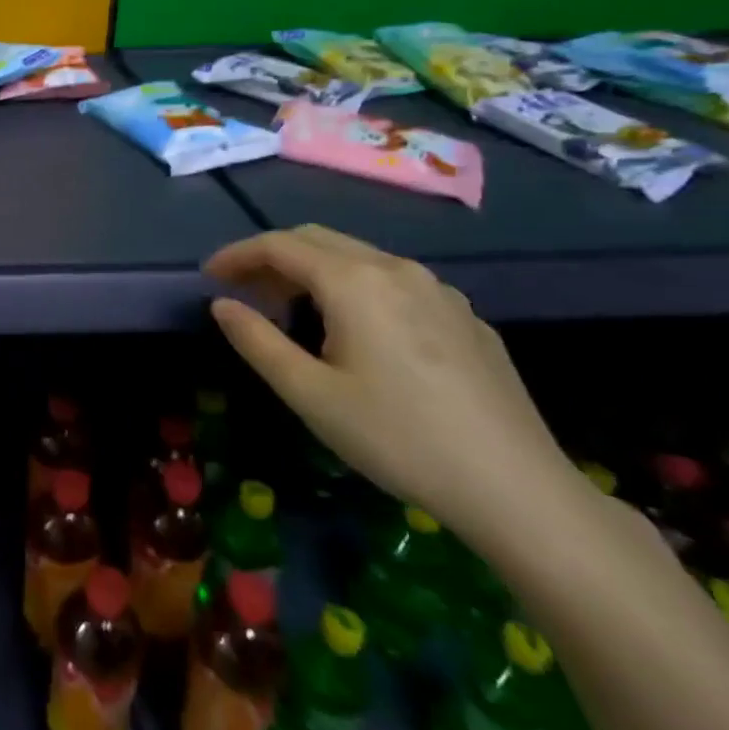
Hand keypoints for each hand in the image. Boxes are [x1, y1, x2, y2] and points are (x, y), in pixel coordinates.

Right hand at [205, 225, 574, 547]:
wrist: (518, 489)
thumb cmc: (398, 438)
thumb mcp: (309, 394)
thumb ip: (256, 340)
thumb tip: (222, 305)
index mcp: (353, 281)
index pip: (278, 245)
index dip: (237, 255)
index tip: (210, 276)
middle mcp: (396, 269)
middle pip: (317, 240)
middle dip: (272, 258)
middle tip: (245, 293)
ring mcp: (438, 290)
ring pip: (358, 257)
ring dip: (313, 271)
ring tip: (293, 313)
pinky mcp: (466, 316)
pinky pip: (394, 282)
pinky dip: (355, 288)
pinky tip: (356, 332)